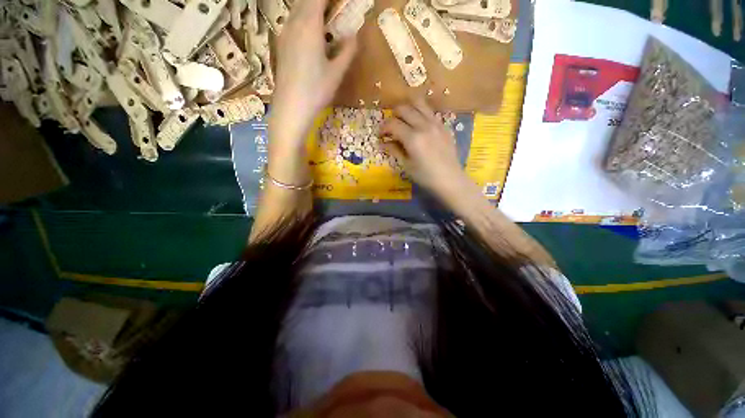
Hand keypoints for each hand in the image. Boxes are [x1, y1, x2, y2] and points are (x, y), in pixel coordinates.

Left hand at [270, 0, 357, 146]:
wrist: (291, 107)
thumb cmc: (316, 91)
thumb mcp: (337, 73)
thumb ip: (347, 51)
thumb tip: (354, 36)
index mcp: (309, 26)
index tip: (340, 3)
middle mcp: (294, 23)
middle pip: (305, 0)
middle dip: (320, 1)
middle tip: (334, 8)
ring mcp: (284, 34)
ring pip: (296, 9)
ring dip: (310, 8)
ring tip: (325, 18)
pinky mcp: (281, 45)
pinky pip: (292, 21)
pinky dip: (303, 18)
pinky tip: (311, 33)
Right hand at [380, 98, 473, 203]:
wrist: (450, 179)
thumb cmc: (426, 176)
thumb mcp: (407, 165)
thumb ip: (394, 151)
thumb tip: (382, 143)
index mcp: (413, 138)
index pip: (393, 124)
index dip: (383, 128)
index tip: (380, 135)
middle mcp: (424, 126)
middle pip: (404, 109)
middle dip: (393, 115)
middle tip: (390, 127)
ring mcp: (436, 123)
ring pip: (418, 104)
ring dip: (407, 108)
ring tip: (403, 119)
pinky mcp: (443, 125)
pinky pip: (429, 111)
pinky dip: (420, 113)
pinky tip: (418, 124)